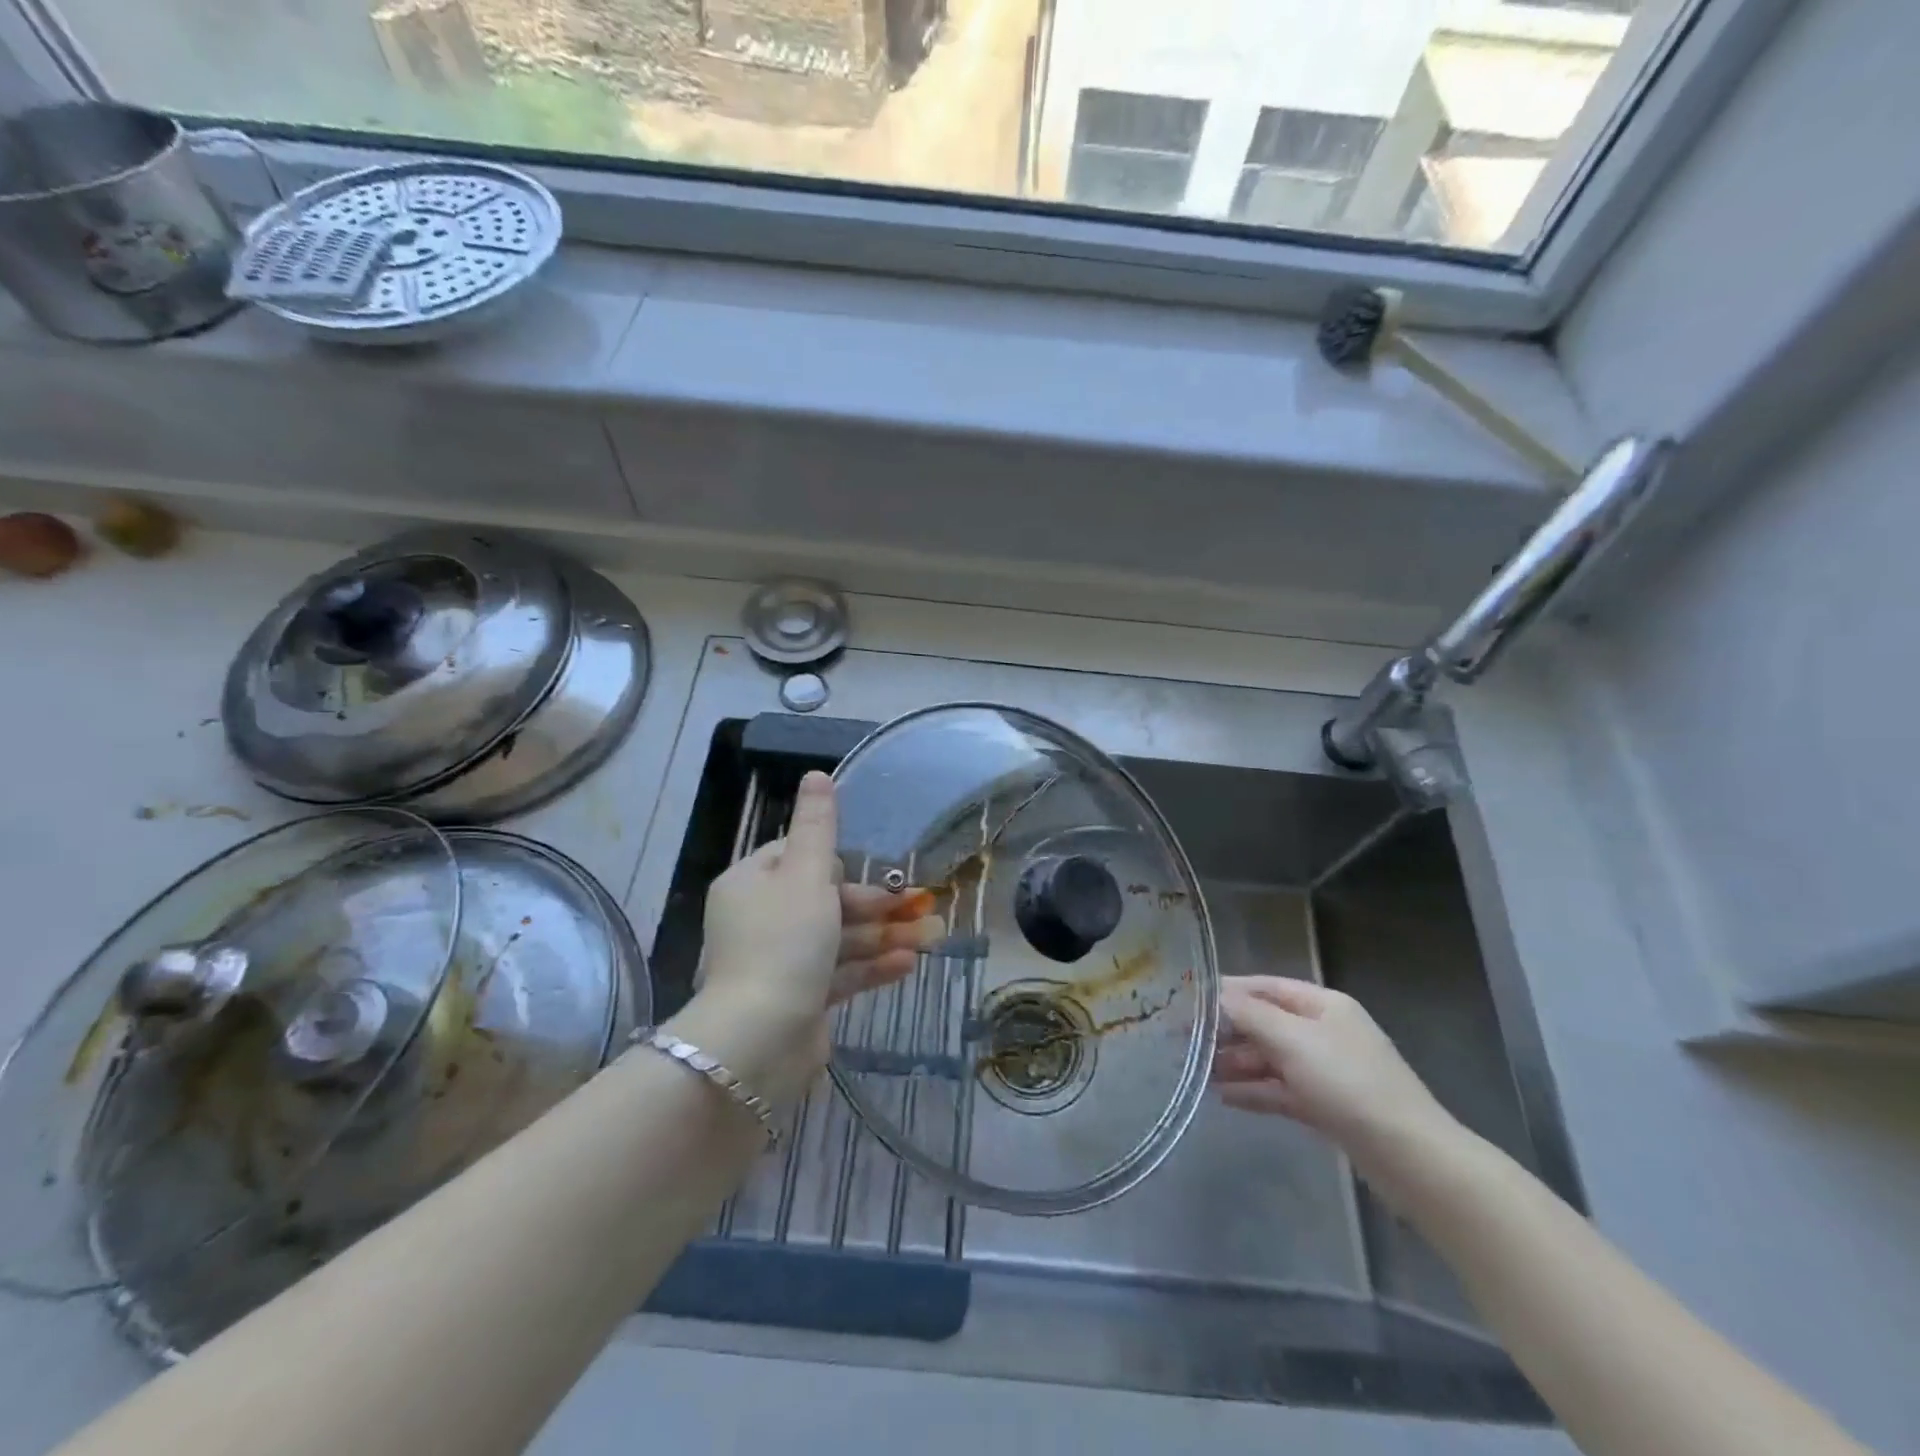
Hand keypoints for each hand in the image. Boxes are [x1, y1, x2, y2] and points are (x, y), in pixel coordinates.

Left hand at [696, 771, 944, 1096]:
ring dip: (884, 935)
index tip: (872, 869)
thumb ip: (817, 826)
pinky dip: (872, 966)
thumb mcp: (805, 874)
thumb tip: (817, 774)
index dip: (835, 861)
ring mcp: (779, 963)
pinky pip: (839, 973)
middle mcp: (760, 920)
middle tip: (919, 904)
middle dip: (875, 903)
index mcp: (750, 884)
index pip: (794, 856)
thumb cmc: (784, 942)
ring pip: (838, 938)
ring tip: (933, 936)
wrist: (760, 1040)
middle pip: (823, 899)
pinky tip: (909, 964)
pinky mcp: (799, 999)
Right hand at [1212, 976, 1457, 1179]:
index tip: (1188, 1001)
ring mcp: (1326, 1071)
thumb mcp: (1293, 1040)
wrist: (1409, 1156)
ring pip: (1270, 1059)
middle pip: (1265, 1024)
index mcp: (1322, 1005)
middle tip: (1184, 1042)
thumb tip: (1215, 995)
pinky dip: (1254, 1091)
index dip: (1227, 992)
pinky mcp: (1326, 1106)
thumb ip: (1250, 1015)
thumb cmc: (1348, 1083)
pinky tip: (1224, 1097)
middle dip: (1227, 1032)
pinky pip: (1281, 1090)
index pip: (1265, 987)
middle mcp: (1323, 1032)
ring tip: (1197, 1073)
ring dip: (1235, 1064)